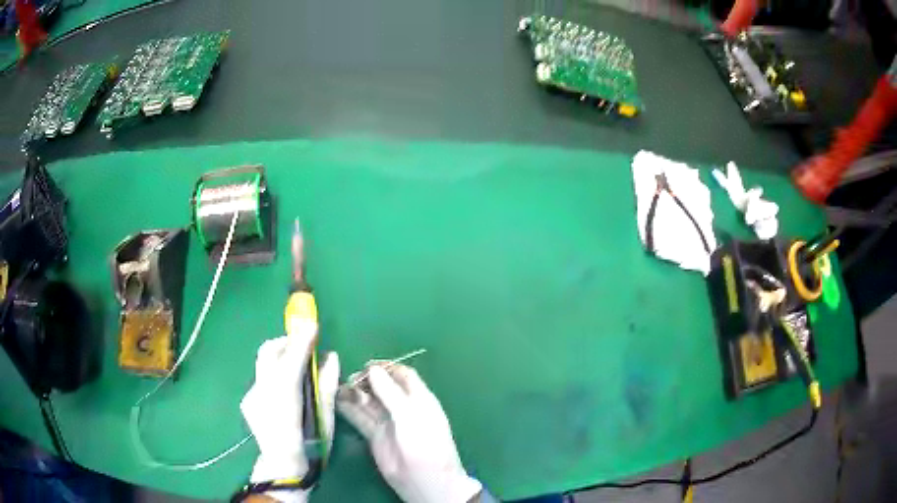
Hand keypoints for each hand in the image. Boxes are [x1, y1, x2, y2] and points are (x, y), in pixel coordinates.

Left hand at [240, 332, 339, 502]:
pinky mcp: (247, 401)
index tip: (313, 325)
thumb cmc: (311, 446)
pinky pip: (262, 378)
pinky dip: (275, 376)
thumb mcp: (325, 417)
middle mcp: (262, 391)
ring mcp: (251, 395)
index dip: (302, 340)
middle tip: (303, 346)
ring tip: (296, 369)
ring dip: (280, 358)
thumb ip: (326, 385)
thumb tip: (331, 357)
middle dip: (285, 342)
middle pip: (268, 352)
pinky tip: (285, 392)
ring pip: (264, 364)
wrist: (282, 467)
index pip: (291, 359)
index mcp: (285, 398)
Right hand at [337, 364, 481, 502]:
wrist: (424, 480)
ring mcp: (388, 422)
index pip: (402, 375)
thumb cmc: (424, 443)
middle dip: (367, 380)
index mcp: (419, 398)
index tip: (366, 364)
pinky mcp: (375, 436)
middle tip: (350, 378)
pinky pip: (360, 418)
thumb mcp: (409, 415)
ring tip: (340, 387)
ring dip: (355, 393)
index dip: (386, 367)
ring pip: (369, 402)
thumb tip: (372, 369)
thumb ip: (390, 393)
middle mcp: (403, 407)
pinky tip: (337, 401)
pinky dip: (349, 409)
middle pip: (383, 387)